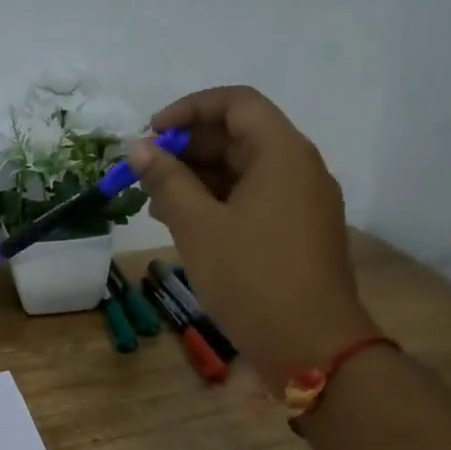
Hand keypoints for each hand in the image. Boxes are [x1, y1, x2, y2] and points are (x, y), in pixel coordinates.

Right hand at [131, 86, 376, 371]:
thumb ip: (166, 180)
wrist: (311, 347)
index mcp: (282, 154)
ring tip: (154, 202)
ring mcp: (301, 201)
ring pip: (243, 170)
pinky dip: (216, 202)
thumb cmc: (251, 277)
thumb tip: (139, 147)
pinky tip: (182, 223)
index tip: (151, 133)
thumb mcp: (197, 225)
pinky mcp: (296, 231)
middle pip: (238, 135)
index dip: (189, 109)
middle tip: (145, 172)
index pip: (236, 103)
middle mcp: (298, 168)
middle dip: (187, 148)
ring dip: (197, 177)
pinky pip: (252, 199)